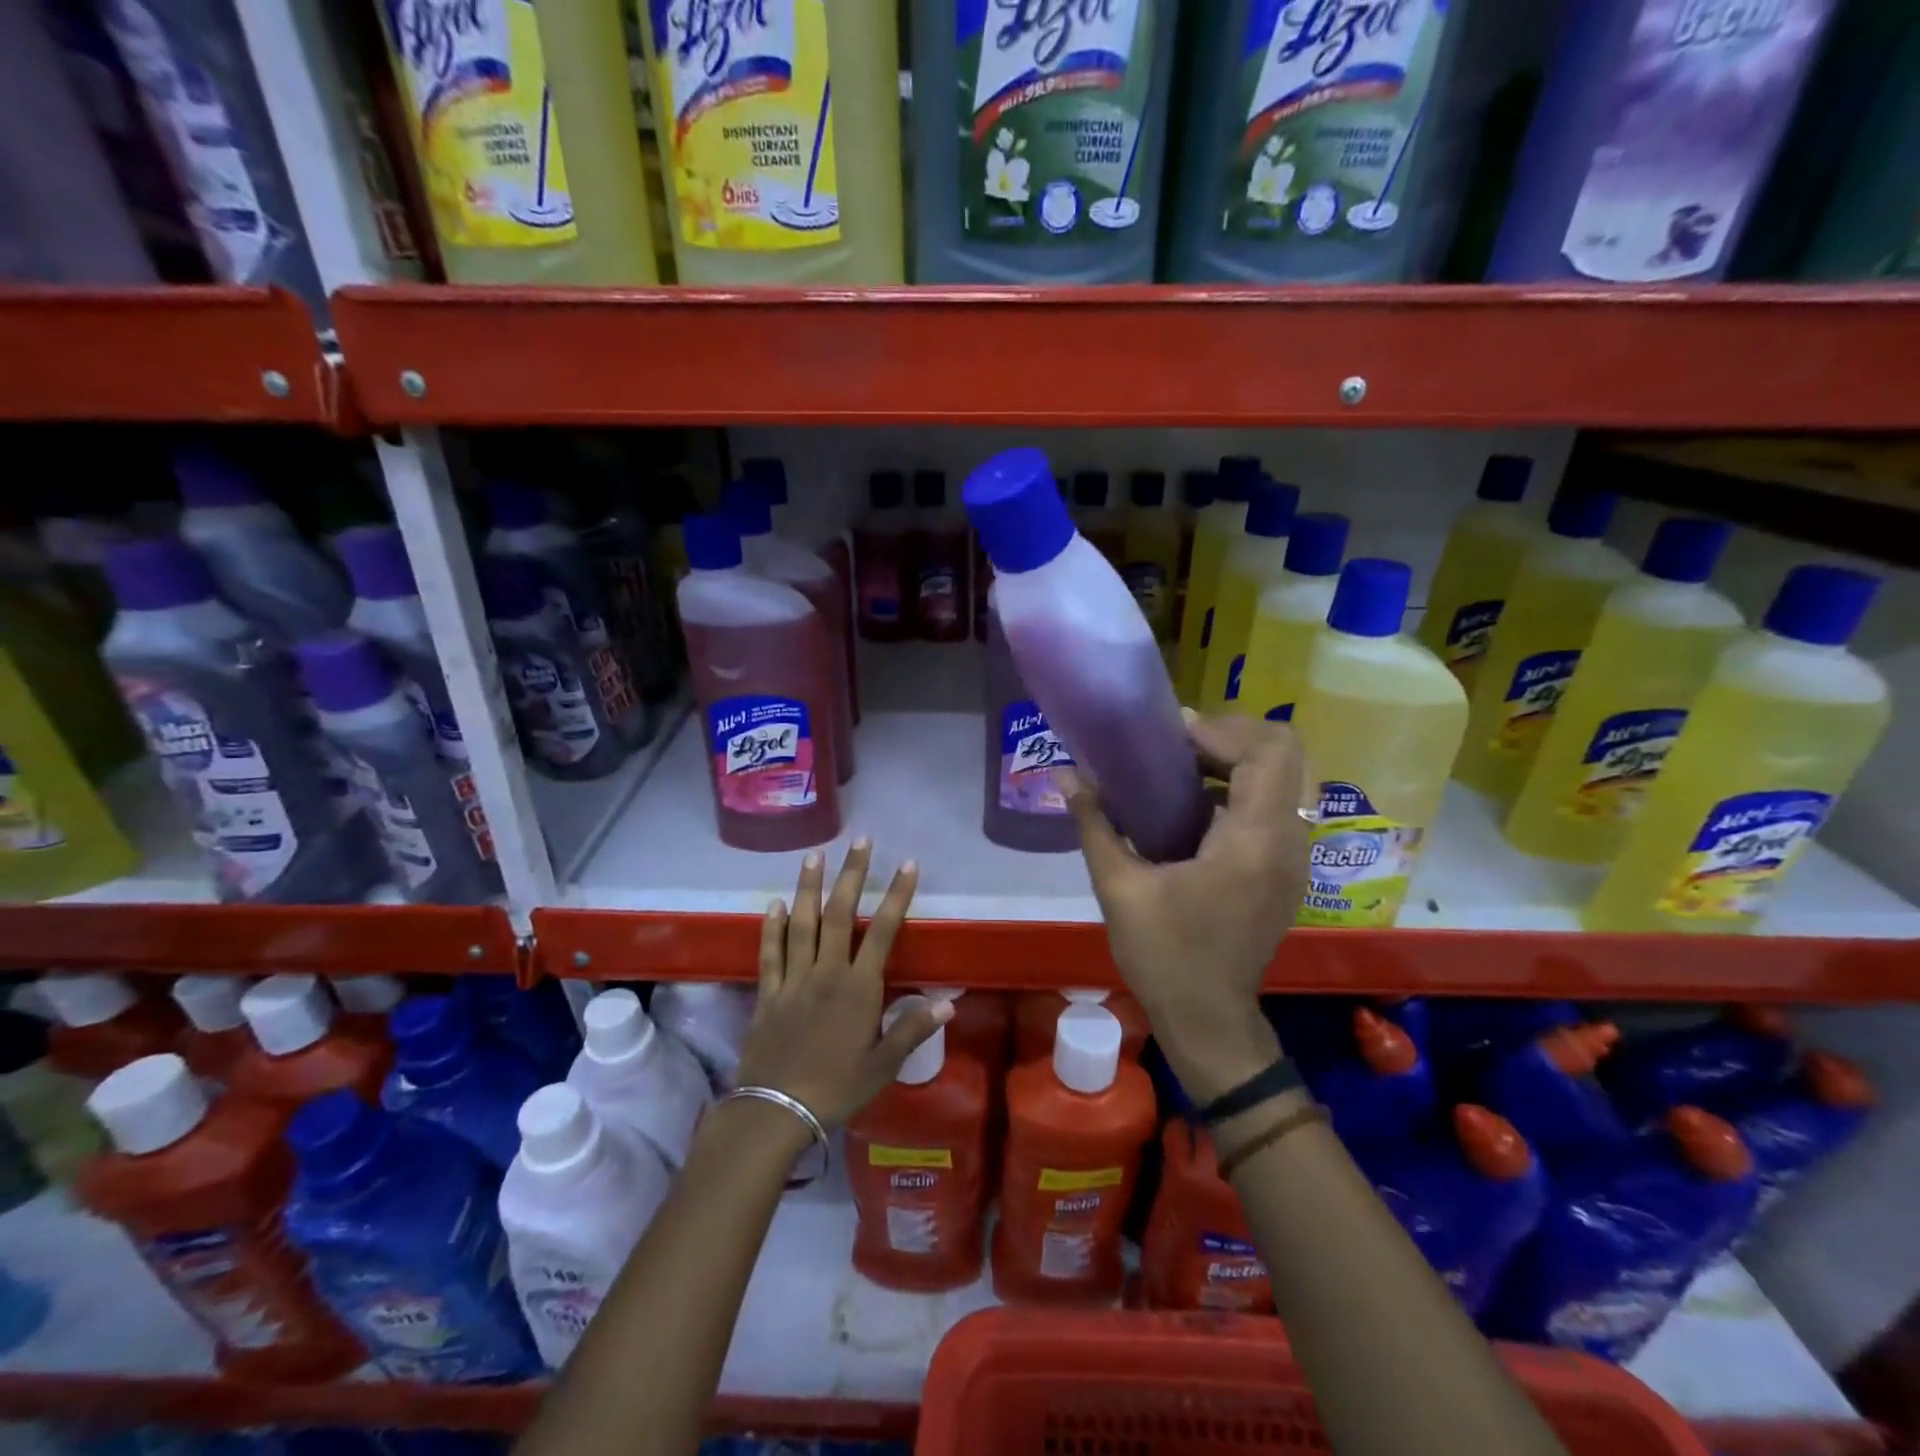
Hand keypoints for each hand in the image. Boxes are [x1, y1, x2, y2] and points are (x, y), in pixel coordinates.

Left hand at [734, 841, 951, 1126]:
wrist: (776, 1110)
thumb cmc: (837, 1087)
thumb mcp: (883, 1065)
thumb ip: (912, 1029)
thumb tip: (948, 1003)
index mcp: (859, 987)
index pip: (884, 931)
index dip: (897, 895)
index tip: (907, 864)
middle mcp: (827, 972)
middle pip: (840, 914)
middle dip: (852, 874)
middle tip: (859, 841)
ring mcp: (794, 979)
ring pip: (802, 924)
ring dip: (808, 887)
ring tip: (813, 855)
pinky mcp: (768, 993)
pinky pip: (770, 952)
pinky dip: (771, 927)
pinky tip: (773, 903)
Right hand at [1062, 713, 1312, 1102]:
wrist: (1208, 1019)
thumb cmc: (1164, 955)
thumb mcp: (1119, 886)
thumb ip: (1095, 823)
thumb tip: (1065, 775)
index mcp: (1254, 840)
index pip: (1266, 751)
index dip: (1221, 729)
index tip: (1171, 734)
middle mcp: (1288, 840)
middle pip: (1287, 752)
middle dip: (1234, 735)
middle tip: (1180, 743)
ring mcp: (1294, 856)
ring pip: (1288, 776)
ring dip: (1241, 758)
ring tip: (1185, 764)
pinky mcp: (1287, 869)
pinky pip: (1279, 804)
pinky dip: (1246, 786)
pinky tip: (1198, 803)